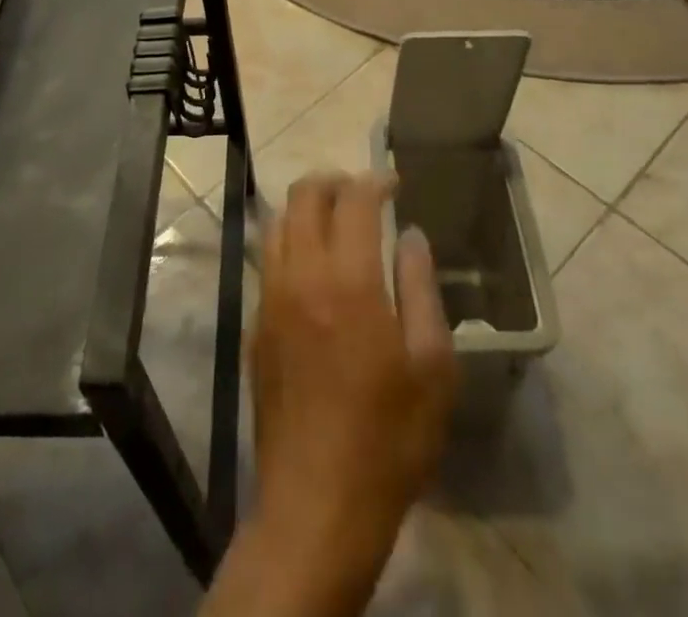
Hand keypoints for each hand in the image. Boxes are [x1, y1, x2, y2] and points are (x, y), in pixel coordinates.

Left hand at [248, 175, 456, 600]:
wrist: (316, 505)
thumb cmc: (388, 440)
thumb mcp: (432, 368)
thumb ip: (421, 289)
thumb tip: (411, 236)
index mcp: (348, 281)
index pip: (354, 200)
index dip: (375, 181)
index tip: (394, 183)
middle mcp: (301, 276)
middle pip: (304, 196)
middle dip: (334, 181)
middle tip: (362, 192)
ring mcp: (270, 299)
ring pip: (277, 222)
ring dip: (306, 207)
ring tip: (335, 220)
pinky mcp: (255, 325)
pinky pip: (268, 259)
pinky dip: (289, 241)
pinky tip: (312, 266)